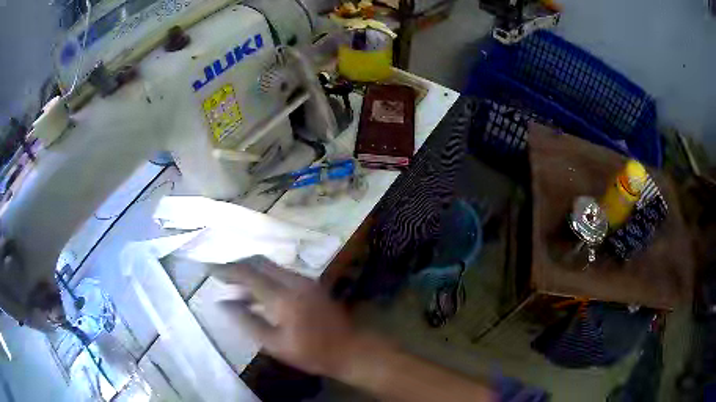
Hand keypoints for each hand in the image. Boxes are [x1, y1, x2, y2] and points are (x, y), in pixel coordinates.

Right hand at [210, 255, 358, 376]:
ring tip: (233, 286)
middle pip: (259, 262)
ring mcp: (305, 280)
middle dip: (237, 265)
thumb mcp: (274, 344)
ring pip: (270, 266)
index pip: (247, 273)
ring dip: (251, 271)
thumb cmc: (311, 353)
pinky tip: (255, 294)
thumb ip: (246, 321)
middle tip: (220, 276)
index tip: (208, 269)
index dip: (225, 269)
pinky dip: (264, 278)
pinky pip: (280, 274)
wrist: (350, 349)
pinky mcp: (310, 284)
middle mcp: (294, 280)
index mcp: (283, 296)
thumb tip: (222, 304)